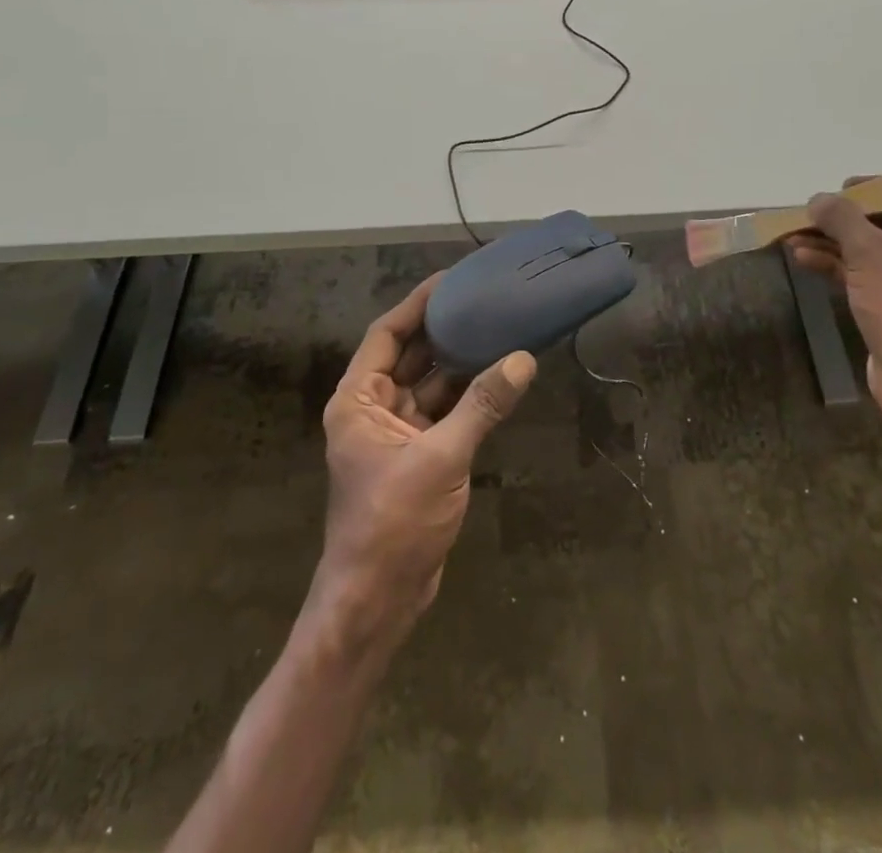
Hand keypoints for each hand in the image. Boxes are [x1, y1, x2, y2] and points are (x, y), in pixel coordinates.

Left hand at [311, 274, 535, 650]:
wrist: (377, 602)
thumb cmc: (393, 523)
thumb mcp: (440, 459)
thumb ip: (481, 407)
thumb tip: (523, 359)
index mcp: (358, 400)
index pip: (386, 335)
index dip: (417, 304)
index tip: (451, 279)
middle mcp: (373, 409)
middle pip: (410, 355)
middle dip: (443, 329)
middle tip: (483, 298)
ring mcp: (397, 434)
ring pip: (431, 385)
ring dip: (460, 363)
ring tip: (498, 328)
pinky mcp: (419, 457)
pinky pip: (444, 413)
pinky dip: (468, 397)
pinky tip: (499, 377)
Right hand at [787, 180, 881, 426]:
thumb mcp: (869, 253)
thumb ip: (842, 219)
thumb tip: (819, 199)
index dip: (877, 187)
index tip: (842, 190)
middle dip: (845, 219)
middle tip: (811, 215)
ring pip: (876, 251)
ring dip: (836, 243)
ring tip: (794, 237)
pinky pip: (873, 276)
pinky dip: (842, 267)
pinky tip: (805, 260)